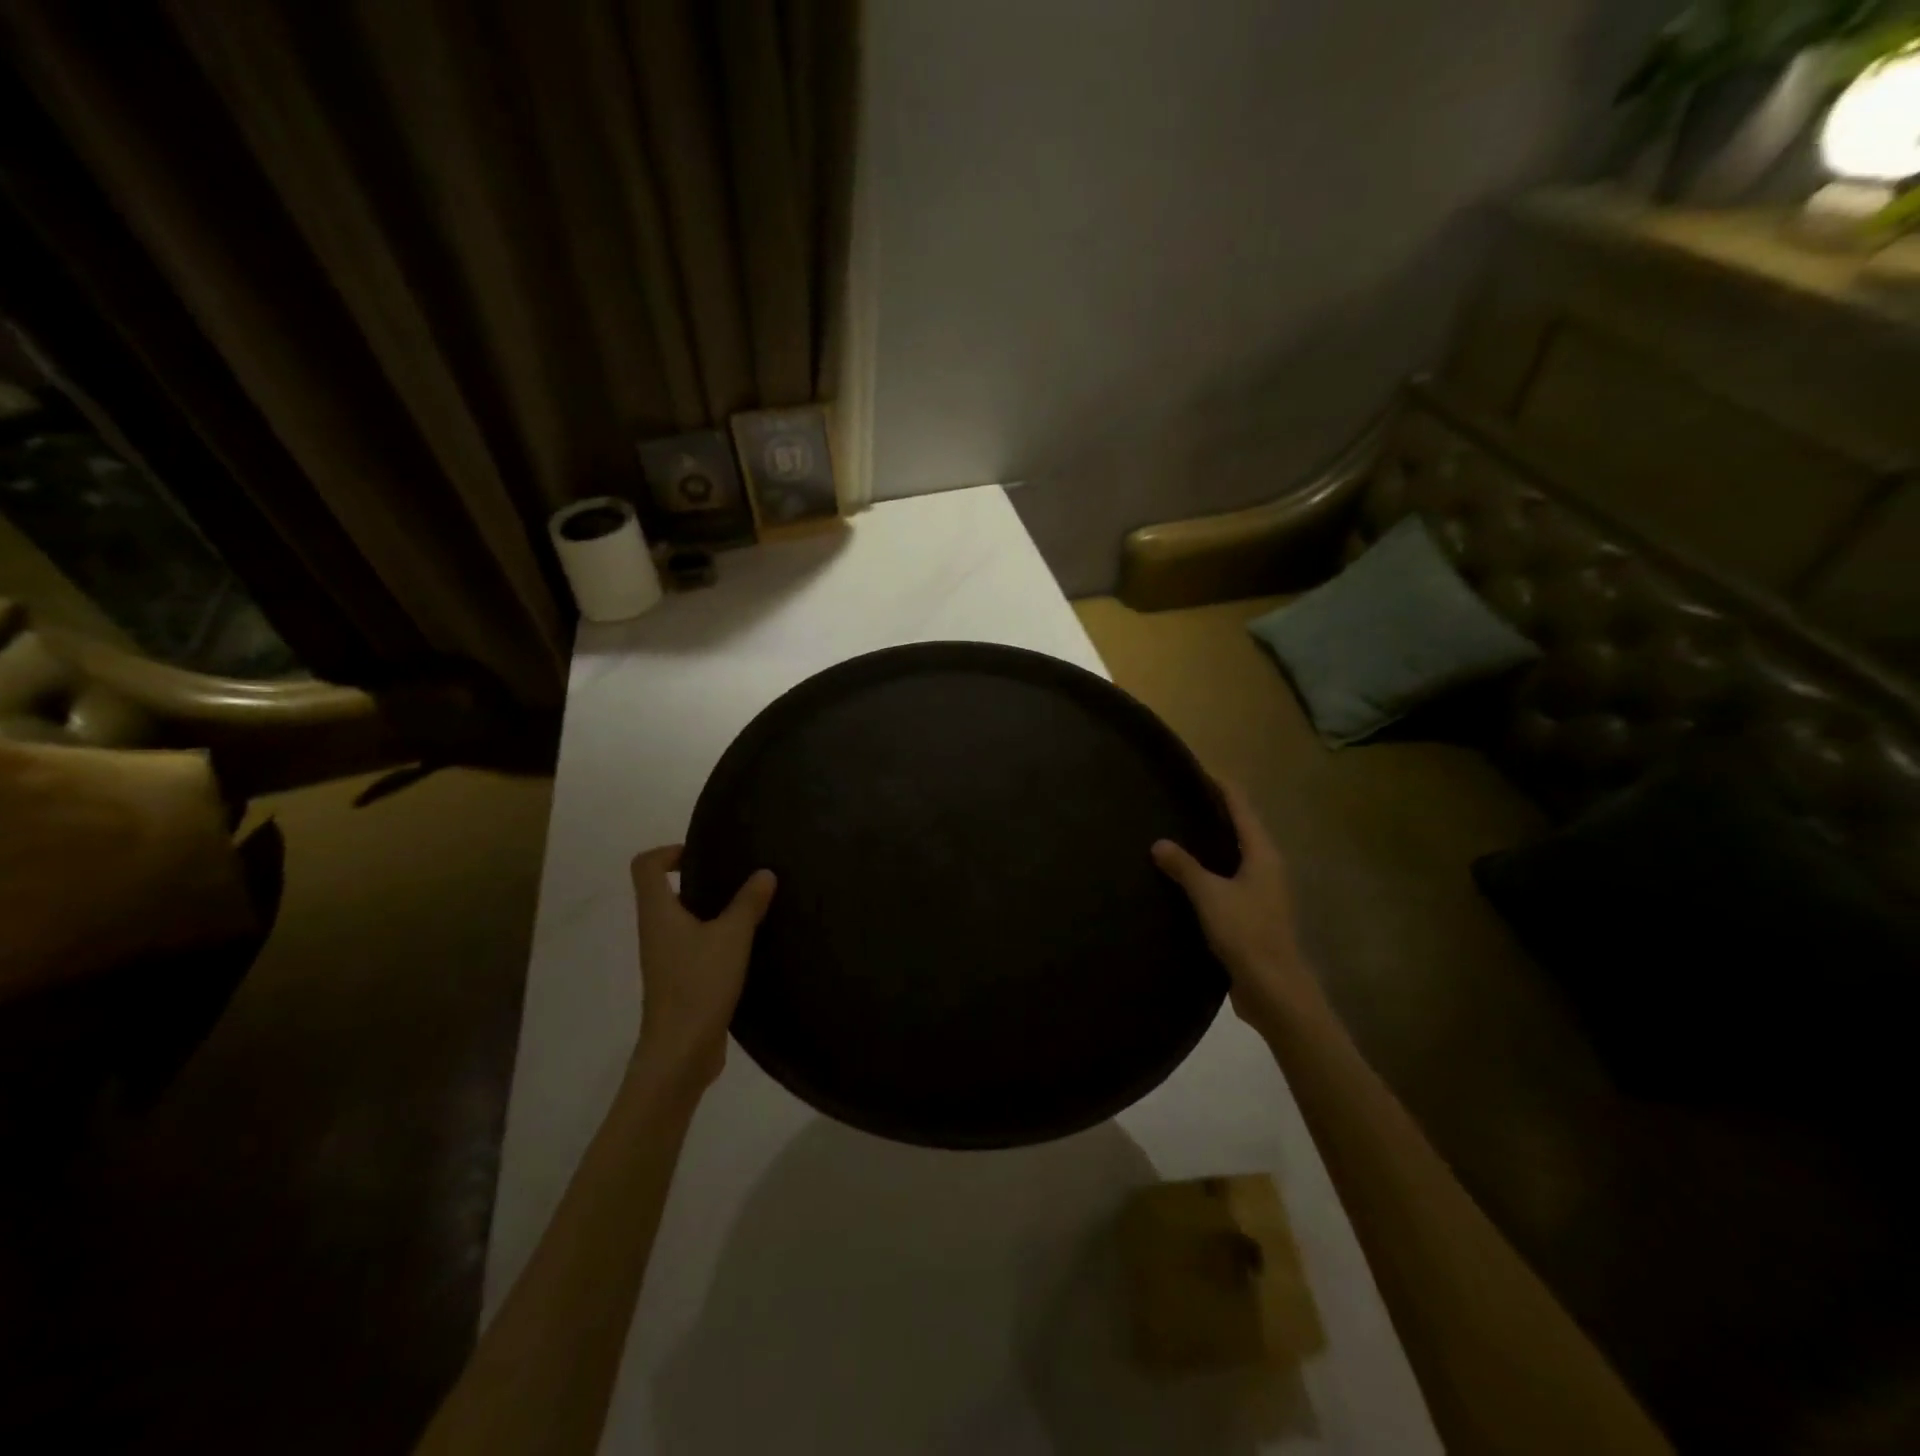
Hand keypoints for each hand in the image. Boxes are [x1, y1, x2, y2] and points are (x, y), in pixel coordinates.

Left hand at [629, 846, 776, 1091]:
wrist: (680, 1051)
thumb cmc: (699, 984)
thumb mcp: (732, 936)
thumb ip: (748, 902)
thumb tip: (764, 873)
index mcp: (657, 912)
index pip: (646, 866)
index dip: (669, 851)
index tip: (704, 854)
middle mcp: (655, 931)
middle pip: (664, 891)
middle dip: (698, 878)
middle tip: (736, 876)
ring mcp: (666, 958)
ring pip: (682, 920)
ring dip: (710, 909)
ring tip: (748, 905)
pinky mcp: (680, 981)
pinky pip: (695, 945)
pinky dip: (716, 937)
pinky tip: (748, 943)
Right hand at [1152, 781, 1323, 1035]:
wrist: (1274, 989)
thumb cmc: (1246, 933)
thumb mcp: (1209, 895)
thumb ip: (1184, 867)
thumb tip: (1159, 843)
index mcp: (1262, 854)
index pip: (1241, 806)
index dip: (1221, 786)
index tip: (1195, 770)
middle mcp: (1267, 867)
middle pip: (1240, 828)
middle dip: (1213, 812)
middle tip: (1177, 799)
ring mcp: (1262, 892)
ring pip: (1234, 856)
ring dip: (1210, 843)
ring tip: (1176, 831)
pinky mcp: (1253, 914)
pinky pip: (1228, 880)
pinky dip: (1209, 871)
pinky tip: (1185, 877)